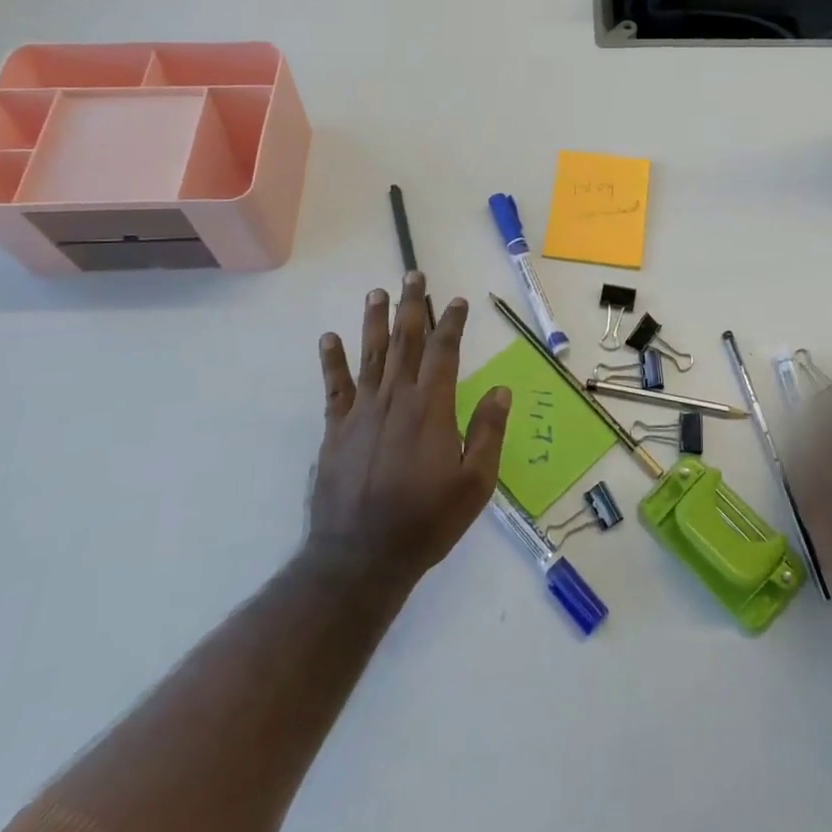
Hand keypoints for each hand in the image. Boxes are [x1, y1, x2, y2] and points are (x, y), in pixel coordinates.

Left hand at [309, 272, 509, 587]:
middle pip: (405, 341)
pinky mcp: (336, 429)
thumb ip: (488, 432)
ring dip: (375, 320)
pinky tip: (329, 338)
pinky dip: (332, 360)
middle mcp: (396, 398)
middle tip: (413, 275)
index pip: (444, 352)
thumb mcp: (475, 483)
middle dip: (412, 306)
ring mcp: (362, 411)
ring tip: (377, 292)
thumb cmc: (426, 521)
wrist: (361, 556)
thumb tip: (503, 390)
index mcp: (432, 408)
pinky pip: (334, 386)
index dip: (452, 322)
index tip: (457, 300)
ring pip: (370, 354)